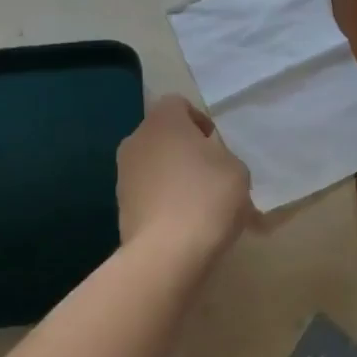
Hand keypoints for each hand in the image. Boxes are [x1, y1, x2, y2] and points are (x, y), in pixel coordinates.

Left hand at [117, 96, 252, 258]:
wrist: (167, 253)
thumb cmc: (207, 197)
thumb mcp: (236, 170)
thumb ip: (223, 156)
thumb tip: (211, 162)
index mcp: (163, 121)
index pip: (178, 103)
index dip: (199, 120)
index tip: (215, 144)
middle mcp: (136, 140)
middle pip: (162, 135)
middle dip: (184, 149)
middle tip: (210, 173)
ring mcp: (123, 174)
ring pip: (153, 165)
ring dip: (172, 176)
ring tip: (198, 203)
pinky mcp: (120, 206)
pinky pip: (147, 194)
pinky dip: (162, 201)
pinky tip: (183, 224)